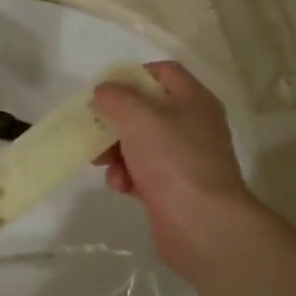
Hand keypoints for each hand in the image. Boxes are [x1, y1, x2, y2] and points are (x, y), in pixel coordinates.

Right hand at [92, 61, 261, 272]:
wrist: (201, 223)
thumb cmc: (172, 159)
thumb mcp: (138, 116)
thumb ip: (116, 97)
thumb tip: (104, 92)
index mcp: (193, 100)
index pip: (163, 72)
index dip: (132, 75)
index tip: (105, 90)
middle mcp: (192, 125)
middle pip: (145, 110)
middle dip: (115, 121)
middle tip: (94, 131)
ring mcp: (184, 158)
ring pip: (139, 143)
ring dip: (116, 152)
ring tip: (104, 165)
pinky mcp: (173, 187)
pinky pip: (142, 172)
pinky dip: (127, 176)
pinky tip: (121, 186)